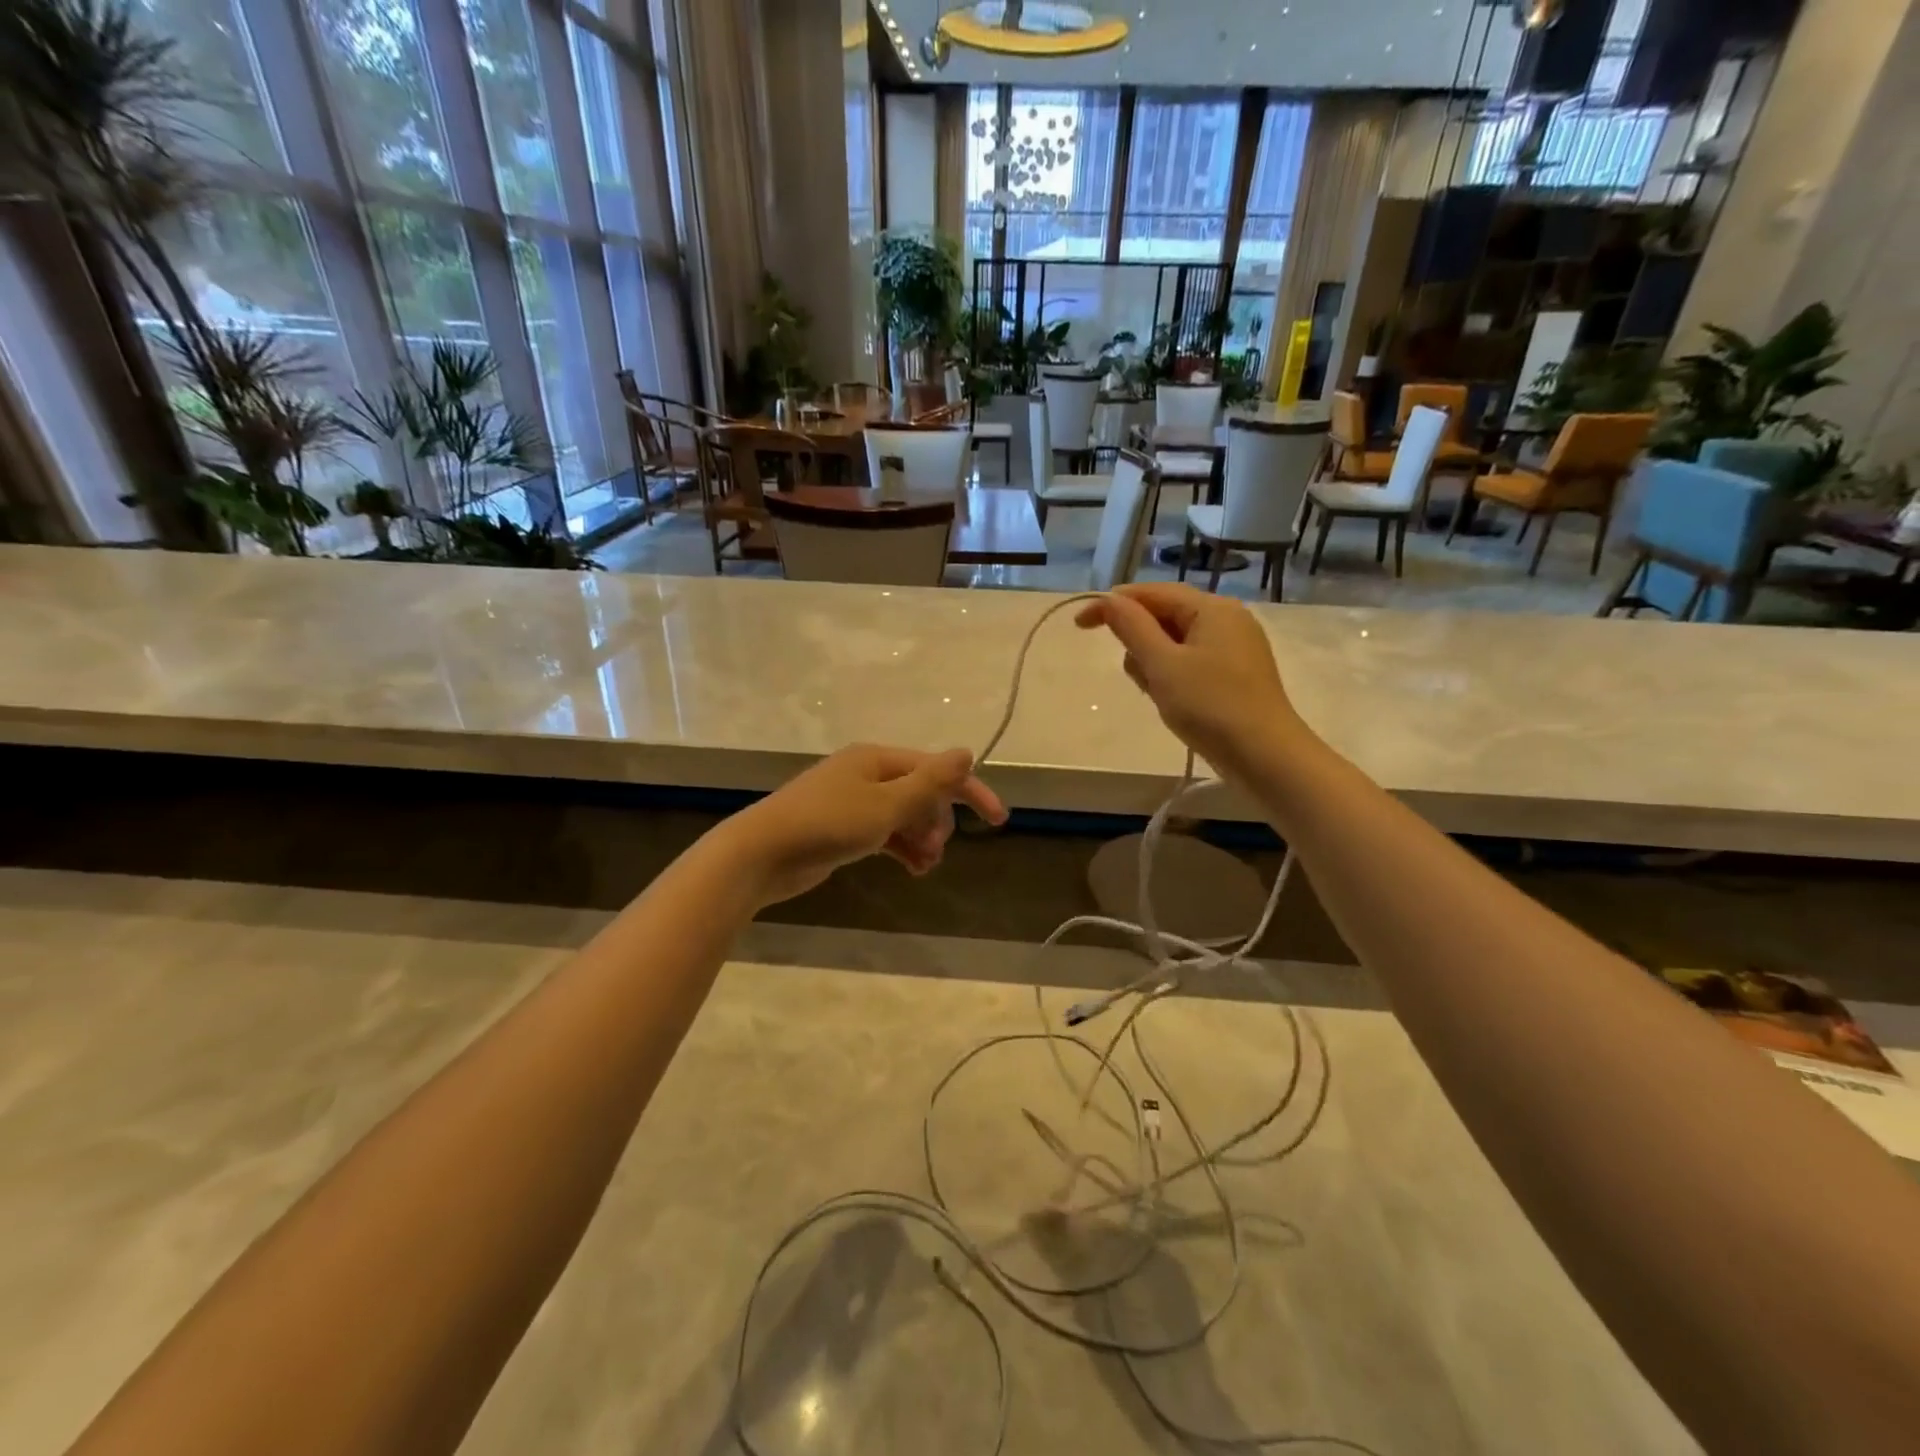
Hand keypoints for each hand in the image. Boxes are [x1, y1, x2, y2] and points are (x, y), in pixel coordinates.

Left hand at [718, 743, 1007, 907]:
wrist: (761, 854)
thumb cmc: (828, 824)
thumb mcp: (886, 804)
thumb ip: (930, 782)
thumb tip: (967, 752)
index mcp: (878, 759)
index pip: (937, 769)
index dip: (970, 791)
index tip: (998, 820)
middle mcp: (868, 774)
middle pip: (922, 792)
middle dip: (937, 820)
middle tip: (935, 849)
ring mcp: (854, 801)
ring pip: (905, 815)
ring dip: (922, 838)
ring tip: (925, 866)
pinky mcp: (844, 828)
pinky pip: (886, 832)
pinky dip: (902, 847)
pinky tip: (913, 869)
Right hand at [1075, 584, 1302, 771]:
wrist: (1265, 757)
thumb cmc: (1210, 706)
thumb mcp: (1162, 665)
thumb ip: (1132, 627)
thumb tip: (1108, 600)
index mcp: (1212, 608)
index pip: (1152, 593)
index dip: (1112, 605)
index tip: (1079, 625)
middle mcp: (1227, 619)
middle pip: (1164, 616)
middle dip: (1140, 644)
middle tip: (1140, 679)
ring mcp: (1235, 647)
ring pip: (1175, 643)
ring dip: (1156, 665)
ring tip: (1162, 697)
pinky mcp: (1236, 674)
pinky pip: (1191, 663)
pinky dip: (1173, 677)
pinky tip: (1175, 704)